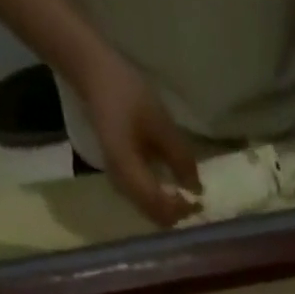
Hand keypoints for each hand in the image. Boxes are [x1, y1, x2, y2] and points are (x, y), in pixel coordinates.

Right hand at [74, 41, 201, 224]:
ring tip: (187, 199)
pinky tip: (172, 192)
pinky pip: (144, 203)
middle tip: (195, 204)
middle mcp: (121, 183)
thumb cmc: (128, 94)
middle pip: (154, 215)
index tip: (198, 202)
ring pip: (149, 212)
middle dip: (176, 215)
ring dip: (169, 212)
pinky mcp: (121, 180)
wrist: (96, 78)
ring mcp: (119, 183)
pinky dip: (161, 203)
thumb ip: (180, 157)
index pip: (158, 204)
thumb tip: (197, 189)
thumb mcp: (160, 123)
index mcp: (126, 168)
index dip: (180, 209)